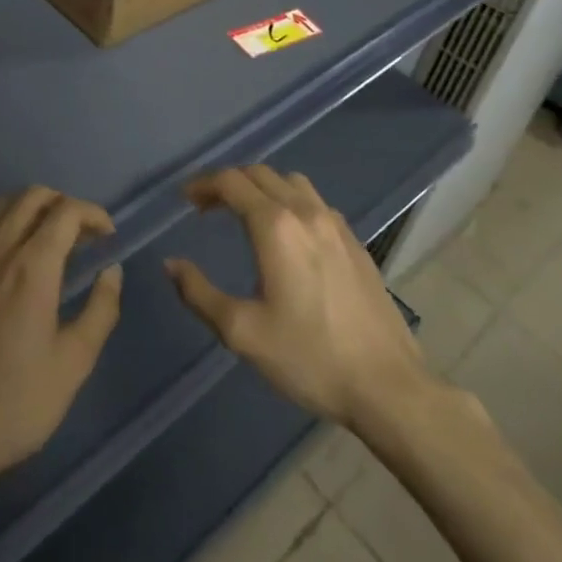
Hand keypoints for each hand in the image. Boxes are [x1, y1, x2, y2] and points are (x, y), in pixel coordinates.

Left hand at [0, 187, 123, 493]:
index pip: (67, 211)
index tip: (107, 238)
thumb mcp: (73, 364)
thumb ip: (100, 310)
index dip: (93, 214)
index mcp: (32, 265)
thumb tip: (111, 271)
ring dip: (33, 209)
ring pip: (4, 204)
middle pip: (33, 195)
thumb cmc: (15, 401)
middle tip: (82, 237)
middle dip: (64, 205)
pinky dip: (6, 222)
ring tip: (51, 242)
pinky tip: (15, 258)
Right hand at [165, 165, 442, 447]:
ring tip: (245, 213)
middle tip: (207, 207)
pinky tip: (288, 235)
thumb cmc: (310, 358)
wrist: (389, 388)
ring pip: (291, 181)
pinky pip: (315, 202)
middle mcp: (305, 212)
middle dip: (228, 182)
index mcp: (275, 226)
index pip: (231, 182)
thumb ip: (199, 293)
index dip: (203, 185)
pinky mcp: (355, 242)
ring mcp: (336, 225)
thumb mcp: (242, 332)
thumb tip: (172, 264)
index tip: (186, 200)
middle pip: (259, 173)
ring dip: (261, 187)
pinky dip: (290, 201)